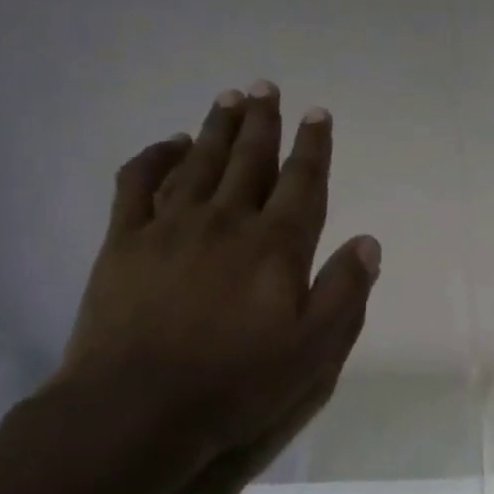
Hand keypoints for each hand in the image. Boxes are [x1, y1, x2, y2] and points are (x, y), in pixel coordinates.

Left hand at [57, 83, 380, 462]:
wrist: (139, 407)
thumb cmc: (237, 382)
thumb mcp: (314, 350)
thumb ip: (345, 292)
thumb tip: (368, 243)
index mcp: (276, 246)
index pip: (303, 183)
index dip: (314, 147)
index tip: (318, 114)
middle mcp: (227, 221)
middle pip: (250, 159)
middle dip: (263, 122)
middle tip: (266, 86)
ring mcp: (171, 226)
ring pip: (199, 161)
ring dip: (217, 127)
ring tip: (229, 97)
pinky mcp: (125, 241)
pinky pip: (138, 183)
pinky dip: (154, 157)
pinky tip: (167, 144)